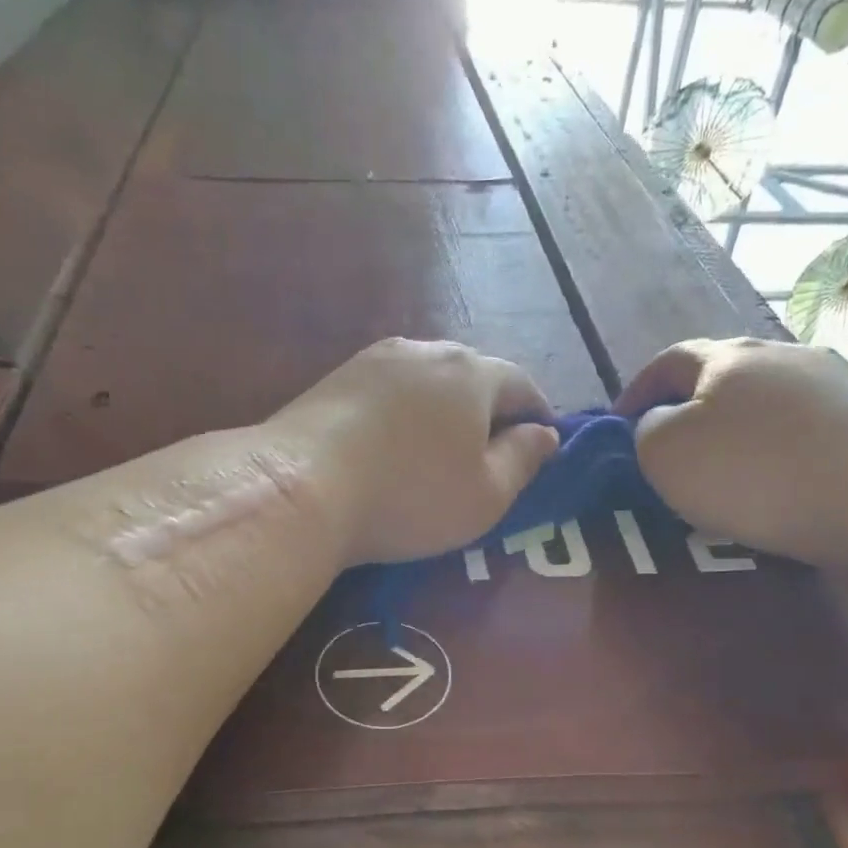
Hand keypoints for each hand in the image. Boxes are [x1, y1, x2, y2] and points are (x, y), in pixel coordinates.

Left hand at [270, 338, 560, 565]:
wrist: (301, 486)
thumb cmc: (409, 496)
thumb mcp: (486, 495)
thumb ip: (524, 460)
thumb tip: (545, 433)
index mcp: (472, 373)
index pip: (522, 384)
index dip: (538, 414)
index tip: (542, 440)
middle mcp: (426, 350)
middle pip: (472, 375)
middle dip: (489, 408)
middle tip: (490, 448)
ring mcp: (374, 359)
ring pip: (427, 380)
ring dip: (443, 408)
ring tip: (440, 446)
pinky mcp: (336, 378)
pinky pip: (389, 391)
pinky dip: (403, 413)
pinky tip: (393, 443)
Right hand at [617, 338, 847, 565]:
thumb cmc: (753, 472)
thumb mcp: (665, 453)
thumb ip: (646, 430)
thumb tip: (660, 423)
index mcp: (727, 356)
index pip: (669, 360)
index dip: (638, 390)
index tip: (621, 425)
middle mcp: (782, 355)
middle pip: (723, 374)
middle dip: (692, 407)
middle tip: (674, 449)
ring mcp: (833, 382)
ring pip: (767, 400)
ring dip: (740, 428)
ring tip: (729, 470)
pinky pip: (804, 428)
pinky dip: (780, 448)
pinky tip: (780, 480)